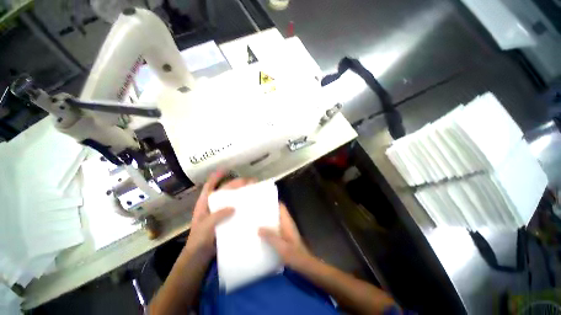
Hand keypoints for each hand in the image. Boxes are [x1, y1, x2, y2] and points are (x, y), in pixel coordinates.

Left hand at [184, 171, 253, 259]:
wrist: (199, 258)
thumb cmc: (198, 241)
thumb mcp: (205, 227)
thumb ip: (217, 215)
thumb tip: (233, 207)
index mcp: (204, 204)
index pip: (210, 187)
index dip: (216, 177)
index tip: (225, 170)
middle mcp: (213, 206)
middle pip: (225, 191)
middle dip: (236, 184)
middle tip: (249, 181)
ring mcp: (220, 213)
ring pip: (231, 199)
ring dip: (241, 193)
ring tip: (252, 189)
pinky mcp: (227, 220)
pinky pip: (236, 210)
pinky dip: (242, 206)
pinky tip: (250, 205)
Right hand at [259, 203, 314, 268]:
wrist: (304, 265)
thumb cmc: (294, 254)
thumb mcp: (281, 246)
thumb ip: (270, 236)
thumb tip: (258, 227)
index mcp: (287, 222)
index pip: (281, 206)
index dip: (274, 201)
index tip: (263, 200)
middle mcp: (287, 223)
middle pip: (278, 212)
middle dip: (268, 210)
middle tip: (256, 210)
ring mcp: (287, 229)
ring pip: (276, 220)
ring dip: (268, 219)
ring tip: (256, 219)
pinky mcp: (285, 236)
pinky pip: (276, 228)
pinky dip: (270, 227)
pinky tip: (261, 232)